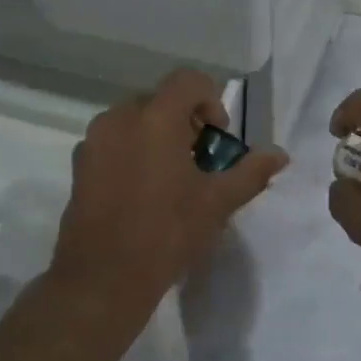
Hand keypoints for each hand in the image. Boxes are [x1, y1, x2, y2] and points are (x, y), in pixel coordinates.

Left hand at [48, 69, 288, 312]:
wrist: (103, 279)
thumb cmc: (167, 233)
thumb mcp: (217, 202)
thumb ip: (251, 172)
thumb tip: (280, 154)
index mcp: (155, 118)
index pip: (188, 80)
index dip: (210, 100)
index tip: (217, 137)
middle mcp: (119, 119)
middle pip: (160, 100)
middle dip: (184, 121)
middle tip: (199, 159)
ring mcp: (94, 142)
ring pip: (134, 120)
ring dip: (158, 135)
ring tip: (171, 177)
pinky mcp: (79, 166)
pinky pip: (113, 142)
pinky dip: (133, 151)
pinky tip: (143, 192)